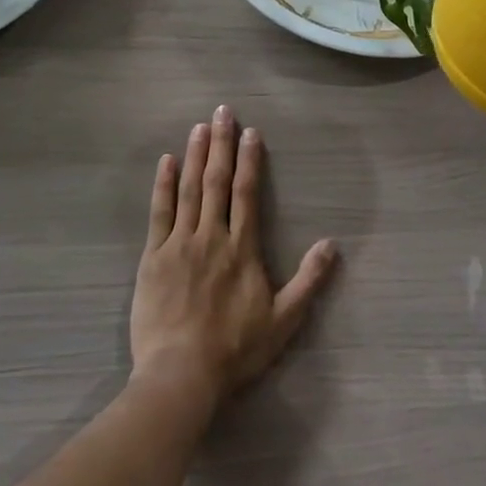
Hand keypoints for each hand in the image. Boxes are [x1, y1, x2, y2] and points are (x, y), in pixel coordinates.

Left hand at [129, 105, 338, 404]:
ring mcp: (180, 243)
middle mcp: (212, 235)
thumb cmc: (235, 349)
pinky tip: (166, 162)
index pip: (247, 193)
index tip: (250, 132)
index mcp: (242, 248)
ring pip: (188, 189)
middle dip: (221, 144)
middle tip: (222, 111)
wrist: (181, 373)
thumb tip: (332, 245)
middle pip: (217, 181)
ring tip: (199, 127)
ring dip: (194, 155)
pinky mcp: (153, 256)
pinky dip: (162, 185)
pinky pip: (159, 212)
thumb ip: (308, 281)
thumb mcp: (283, 320)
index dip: (250, 160)